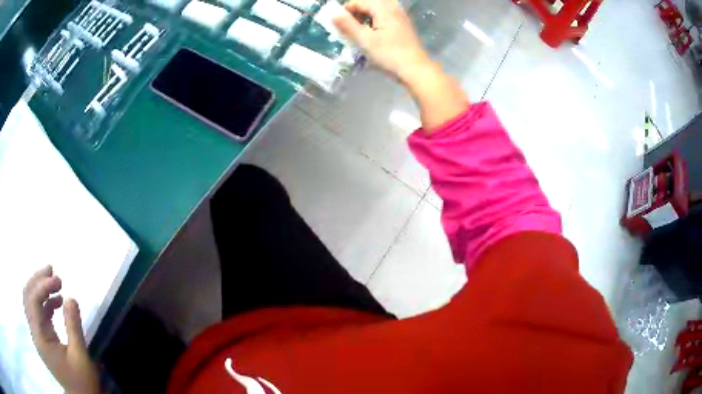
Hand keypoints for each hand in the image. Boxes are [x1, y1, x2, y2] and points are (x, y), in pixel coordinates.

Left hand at [23, 266, 99, 393]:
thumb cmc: (82, 382)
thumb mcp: (81, 357)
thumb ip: (74, 327)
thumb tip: (71, 298)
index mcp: (40, 339)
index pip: (33, 301)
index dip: (42, 285)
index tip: (58, 279)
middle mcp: (35, 333)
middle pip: (27, 297)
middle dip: (38, 280)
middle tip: (52, 270)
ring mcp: (37, 336)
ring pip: (31, 302)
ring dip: (39, 288)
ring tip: (54, 281)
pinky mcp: (42, 338)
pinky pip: (38, 313)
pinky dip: (45, 303)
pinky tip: (57, 301)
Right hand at [333, 0, 432, 82]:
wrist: (416, 70)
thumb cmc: (389, 55)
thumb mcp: (364, 40)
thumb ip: (347, 25)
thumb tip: (333, 13)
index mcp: (384, 8)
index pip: (359, 2)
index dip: (346, 11)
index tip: (339, 25)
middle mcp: (394, 8)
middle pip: (369, 3)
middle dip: (357, 13)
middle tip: (350, 28)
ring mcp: (401, 16)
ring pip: (378, 10)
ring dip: (366, 17)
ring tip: (361, 32)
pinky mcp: (404, 26)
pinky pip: (386, 16)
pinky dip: (376, 22)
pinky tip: (374, 35)